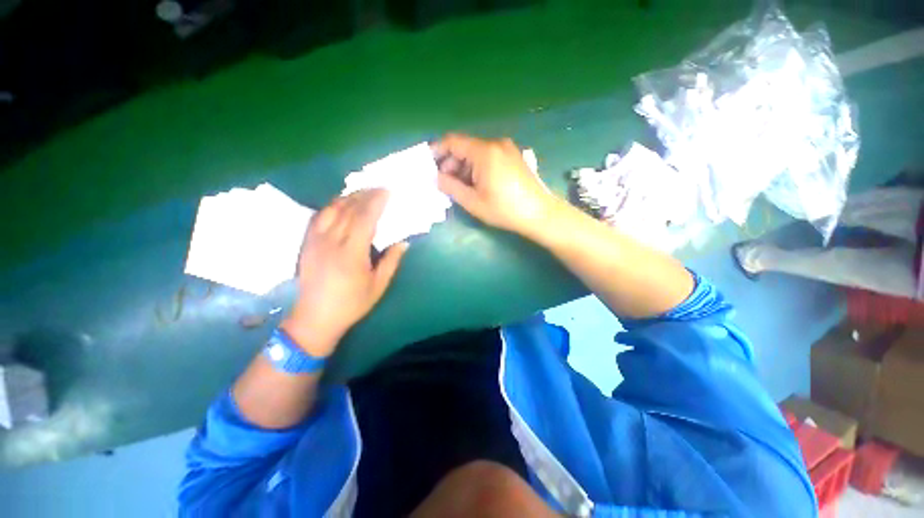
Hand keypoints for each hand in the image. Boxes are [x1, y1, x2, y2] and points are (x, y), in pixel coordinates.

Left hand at [281, 189, 407, 356]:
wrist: (315, 318)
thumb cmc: (351, 304)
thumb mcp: (378, 286)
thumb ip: (391, 261)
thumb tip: (404, 242)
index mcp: (352, 253)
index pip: (365, 218)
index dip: (377, 201)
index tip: (387, 191)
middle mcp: (332, 241)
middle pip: (349, 209)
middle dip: (365, 195)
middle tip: (379, 188)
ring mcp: (315, 241)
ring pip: (332, 209)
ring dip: (349, 197)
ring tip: (362, 193)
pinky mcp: (307, 243)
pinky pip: (319, 216)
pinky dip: (332, 206)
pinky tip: (340, 205)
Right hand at [434, 134, 558, 236]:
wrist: (539, 213)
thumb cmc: (505, 209)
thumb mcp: (473, 202)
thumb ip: (451, 187)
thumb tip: (437, 177)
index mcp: (484, 152)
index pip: (453, 141)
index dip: (438, 151)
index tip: (429, 165)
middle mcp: (496, 144)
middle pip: (465, 147)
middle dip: (451, 163)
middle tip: (445, 183)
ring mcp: (507, 149)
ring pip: (476, 152)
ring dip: (464, 167)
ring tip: (460, 187)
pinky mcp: (513, 156)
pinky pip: (488, 157)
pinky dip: (477, 167)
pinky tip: (476, 184)